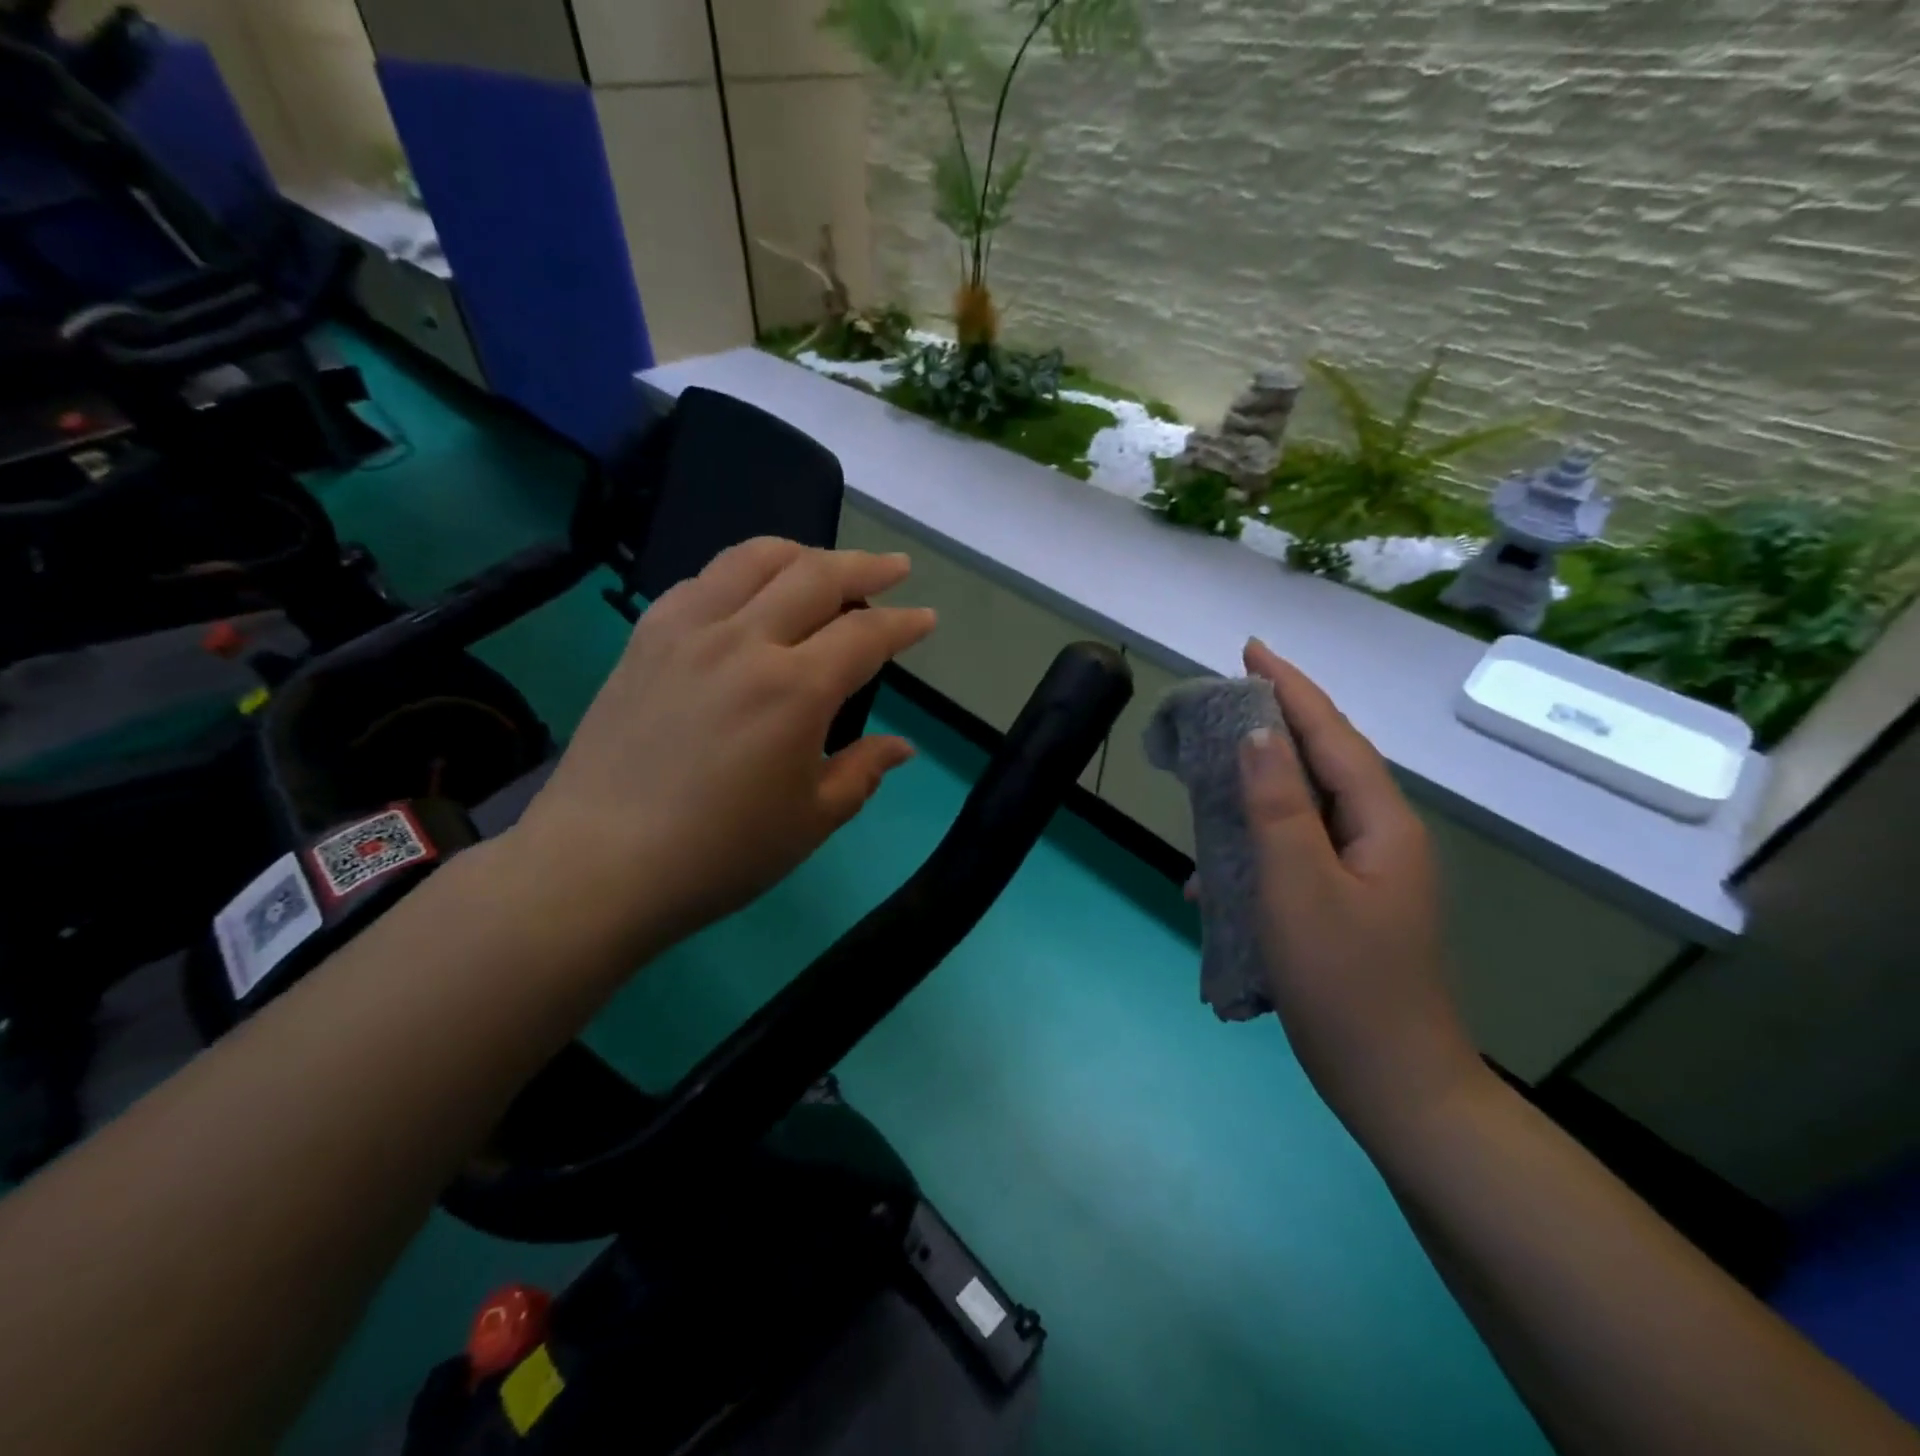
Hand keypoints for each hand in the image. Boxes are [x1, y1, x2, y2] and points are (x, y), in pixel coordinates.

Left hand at [509, 539, 934, 957]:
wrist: (599, 865)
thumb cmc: (719, 854)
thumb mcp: (811, 821)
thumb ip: (862, 773)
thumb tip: (901, 747)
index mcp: (794, 690)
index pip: (865, 634)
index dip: (903, 624)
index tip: (926, 618)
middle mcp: (743, 641)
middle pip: (816, 574)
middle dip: (866, 565)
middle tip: (894, 567)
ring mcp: (687, 631)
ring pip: (754, 558)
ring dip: (802, 553)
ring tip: (825, 566)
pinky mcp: (646, 637)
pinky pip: (703, 580)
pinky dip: (742, 573)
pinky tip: (750, 595)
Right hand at [1236, 639, 1482, 1144]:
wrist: (1392, 1083)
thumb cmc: (1343, 981)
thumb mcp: (1298, 884)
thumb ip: (1277, 804)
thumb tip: (1256, 734)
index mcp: (1379, 823)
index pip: (1331, 735)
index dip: (1290, 688)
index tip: (1250, 650)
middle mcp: (1380, 837)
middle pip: (1323, 763)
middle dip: (1275, 727)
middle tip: (1223, 704)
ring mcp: (1366, 874)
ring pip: (1305, 809)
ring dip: (1257, 790)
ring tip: (1210, 781)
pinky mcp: (1346, 904)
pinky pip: (1296, 853)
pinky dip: (1257, 847)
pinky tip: (1216, 878)